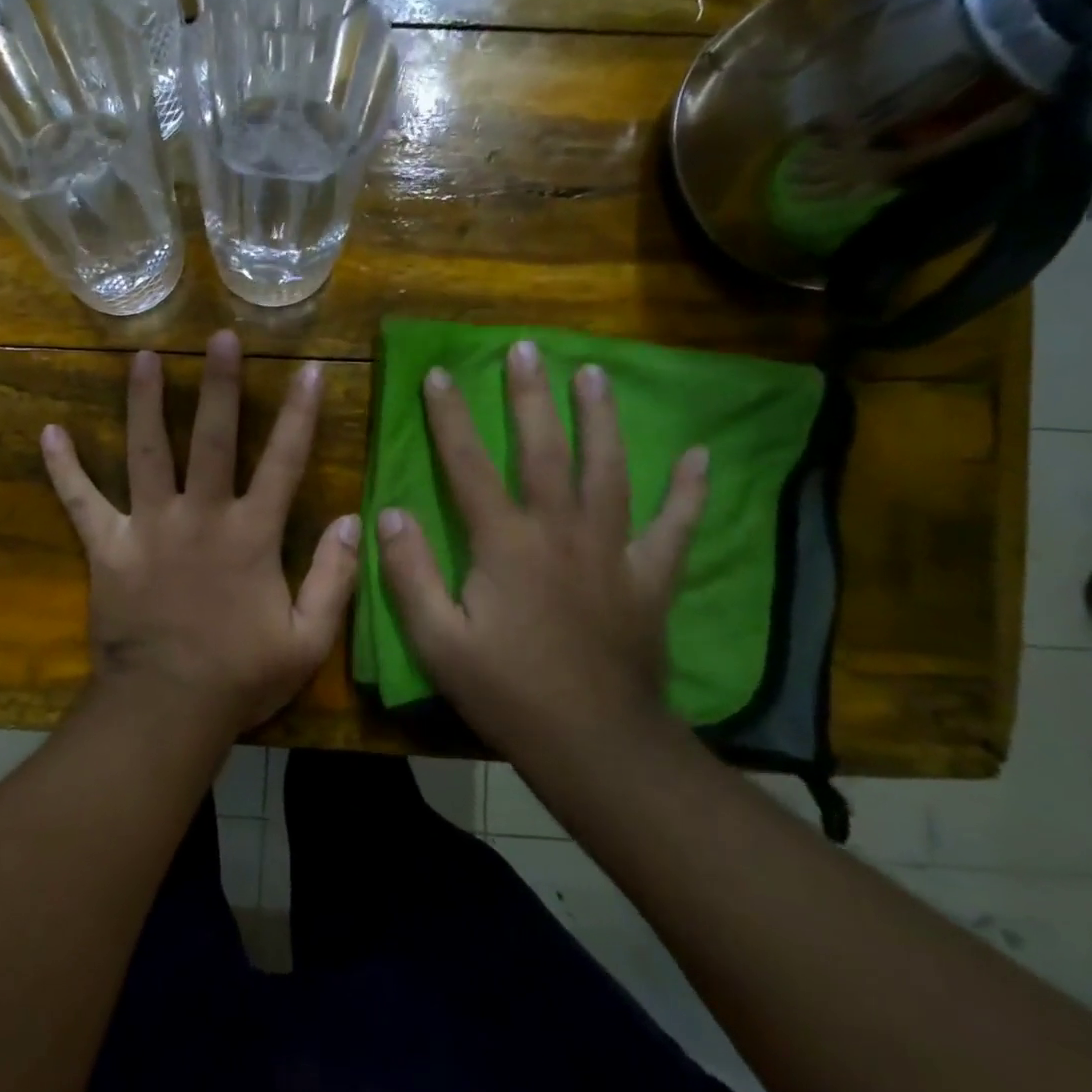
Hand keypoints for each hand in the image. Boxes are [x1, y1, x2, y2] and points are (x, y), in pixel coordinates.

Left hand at [40, 331, 360, 735]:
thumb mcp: (308, 639)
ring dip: (145, 402)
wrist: (167, 708)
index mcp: (250, 535)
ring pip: (146, 452)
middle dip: (220, 386)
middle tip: (220, 338)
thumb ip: (334, 578)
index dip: (301, 414)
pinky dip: (64, 470)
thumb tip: (353, 521)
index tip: (310, 368)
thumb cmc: (240, 676)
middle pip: (212, 439)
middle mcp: (200, 517)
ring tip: (143, 358)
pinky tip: (49, 433)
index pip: (284, 462)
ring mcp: (149, 528)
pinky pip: (81, 502)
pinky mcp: (108, 548)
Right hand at [376, 341, 708, 755]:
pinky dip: (688, 491)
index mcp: (506, 545)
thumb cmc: (506, 692)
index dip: (451, 418)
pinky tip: (699, 457)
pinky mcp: (649, 578)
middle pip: (546, 450)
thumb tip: (392, 512)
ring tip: (595, 374)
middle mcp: (561, 532)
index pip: (470, 465)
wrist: (594, 743)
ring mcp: (612, 552)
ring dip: (601, 419)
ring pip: (610, 470)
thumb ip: (410, 574)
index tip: (439, 374)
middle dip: (532, 396)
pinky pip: (675, 527)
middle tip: (528, 348)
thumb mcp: (437, 641)